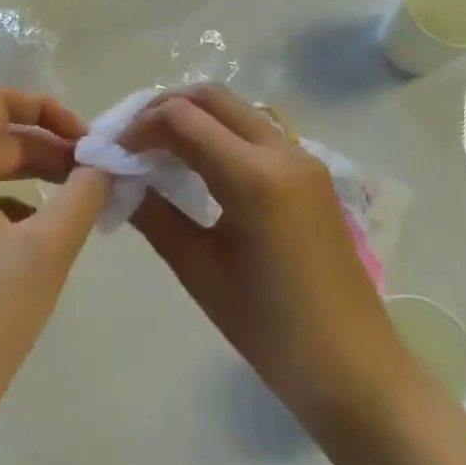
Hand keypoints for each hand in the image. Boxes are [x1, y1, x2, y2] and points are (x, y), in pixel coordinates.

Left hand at [0, 89, 109, 464]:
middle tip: (95, 174)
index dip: (46, 109)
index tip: (86, 140)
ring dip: (36, 176)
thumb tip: (106, 163)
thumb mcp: (47, 247)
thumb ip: (83, 194)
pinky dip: (18, 207)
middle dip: (49, 147)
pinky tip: (45, 237)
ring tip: (79, 200)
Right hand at [123, 85, 402, 432]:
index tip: (113, 154)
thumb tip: (117, 180)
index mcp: (254, 177)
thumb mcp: (199, 270)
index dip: (139, 127)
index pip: (182, 118)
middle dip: (164, 109)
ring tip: (159, 152)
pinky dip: (220, 133)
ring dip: (194, 117)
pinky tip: (199, 167)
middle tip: (132, 143)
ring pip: (237, 109)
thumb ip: (154, 216)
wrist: (352, 367)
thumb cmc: (269, 329)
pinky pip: (256, 132)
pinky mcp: (312, 173)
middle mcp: (282, 152)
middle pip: (212, 97)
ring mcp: (303, 159)